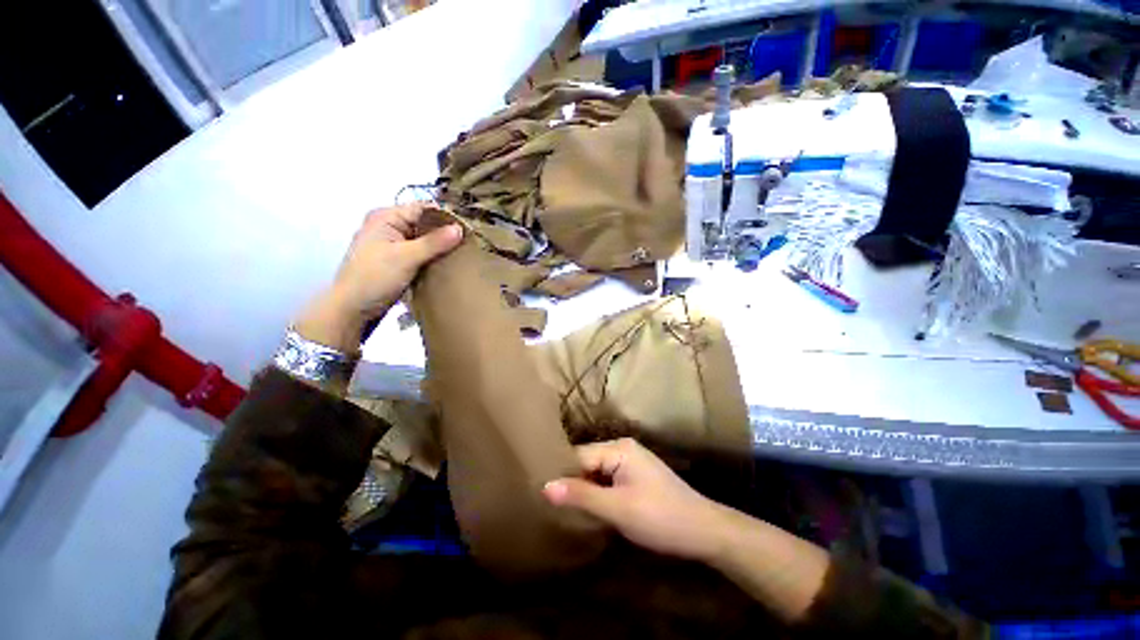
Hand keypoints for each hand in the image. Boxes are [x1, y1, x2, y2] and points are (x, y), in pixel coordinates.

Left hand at [295, 203, 461, 351]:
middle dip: (445, 233)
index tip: (468, 228)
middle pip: (424, 224)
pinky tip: (447, 265)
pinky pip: (419, 254)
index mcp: (386, 217)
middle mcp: (389, 227)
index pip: (423, 209)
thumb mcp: (406, 257)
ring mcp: (392, 245)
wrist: (352, 309)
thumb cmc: (374, 278)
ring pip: (423, 241)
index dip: (445, 217)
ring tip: (463, 254)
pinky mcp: (396, 262)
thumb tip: (460, 228)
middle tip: (470, 243)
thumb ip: (434, 242)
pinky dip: (432, 258)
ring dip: (440, 248)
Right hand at [543, 438, 727, 561]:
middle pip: (587, 462)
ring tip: (564, 508)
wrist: (704, 531)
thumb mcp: (617, 508)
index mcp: (618, 448)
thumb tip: (544, 486)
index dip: (561, 475)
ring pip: (597, 472)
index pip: (579, 456)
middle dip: (572, 482)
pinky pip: (608, 479)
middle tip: (550, 505)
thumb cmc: (659, 517)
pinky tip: (590, 508)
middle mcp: (623, 448)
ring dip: (585, 489)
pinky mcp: (636, 476)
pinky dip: (598, 492)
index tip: (540, 494)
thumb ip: (581, 495)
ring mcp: (631, 461)